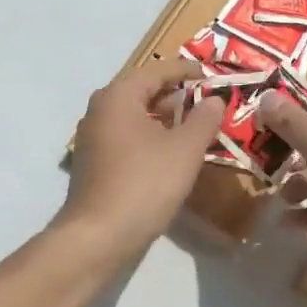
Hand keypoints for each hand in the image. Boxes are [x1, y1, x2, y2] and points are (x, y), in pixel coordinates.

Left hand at [62, 57, 224, 258]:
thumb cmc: (144, 183)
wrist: (98, 236)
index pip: (156, 70)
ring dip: (162, 117)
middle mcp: (100, 110)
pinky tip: (170, 154)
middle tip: (205, 101)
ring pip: (133, 116)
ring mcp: (92, 138)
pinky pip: (126, 137)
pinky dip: (149, 137)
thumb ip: (203, 119)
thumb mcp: (185, 149)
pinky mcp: (93, 164)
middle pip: (142, 91)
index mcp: (118, 97)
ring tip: (193, 126)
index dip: (186, 71)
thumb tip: (214, 99)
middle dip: (174, 94)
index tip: (210, 75)